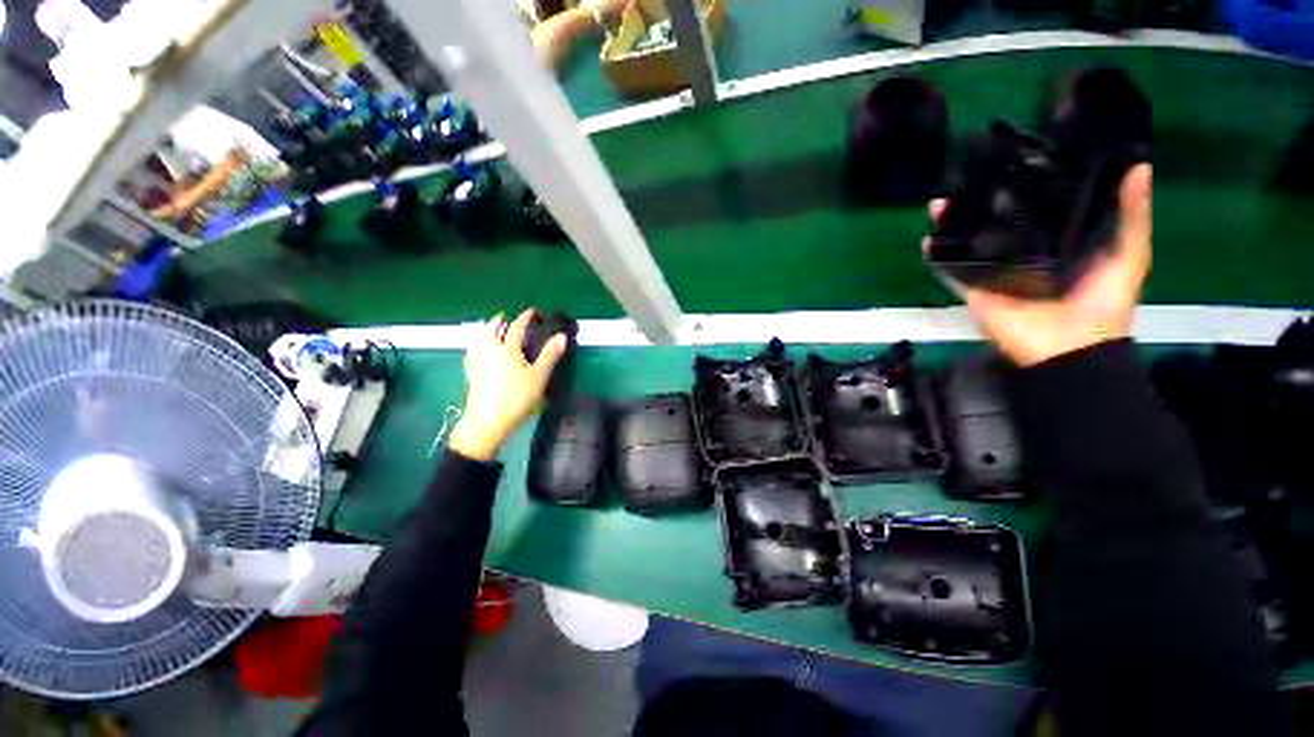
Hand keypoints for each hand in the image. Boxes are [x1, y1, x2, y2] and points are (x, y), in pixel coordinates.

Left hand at [449, 309, 568, 460]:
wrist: (487, 421)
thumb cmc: (517, 398)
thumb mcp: (539, 376)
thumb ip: (550, 355)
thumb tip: (562, 336)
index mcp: (507, 349)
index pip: (516, 328)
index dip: (524, 318)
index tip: (531, 311)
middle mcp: (489, 351)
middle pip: (491, 331)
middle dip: (498, 322)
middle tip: (504, 318)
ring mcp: (477, 363)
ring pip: (478, 341)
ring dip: (484, 332)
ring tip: (489, 331)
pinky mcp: (470, 375)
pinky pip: (471, 354)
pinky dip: (476, 347)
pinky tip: (476, 352)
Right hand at [926, 163, 1152, 367]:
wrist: (1070, 346)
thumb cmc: (1104, 299)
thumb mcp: (1129, 251)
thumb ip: (1131, 214)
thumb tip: (1139, 165)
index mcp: (1057, 238)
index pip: (1038, 204)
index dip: (1026, 181)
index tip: (1016, 155)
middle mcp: (1022, 250)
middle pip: (997, 220)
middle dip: (980, 200)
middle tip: (967, 175)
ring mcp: (994, 270)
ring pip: (970, 241)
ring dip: (952, 224)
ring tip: (940, 201)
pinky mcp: (975, 288)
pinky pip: (952, 270)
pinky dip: (936, 256)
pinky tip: (927, 238)